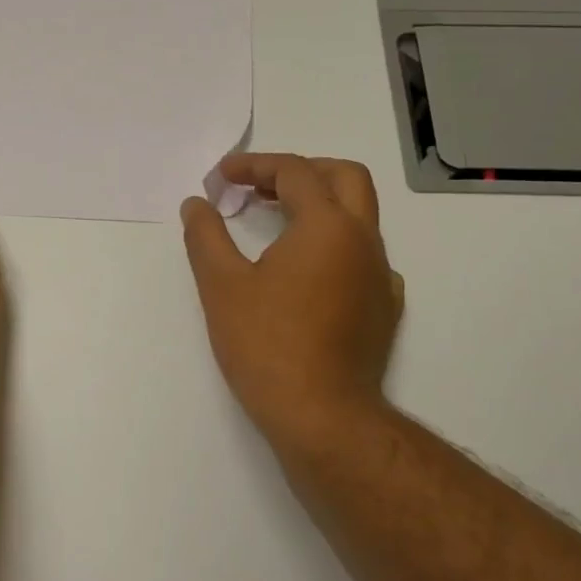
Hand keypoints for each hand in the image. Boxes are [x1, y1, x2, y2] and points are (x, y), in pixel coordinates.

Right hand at [181, 154, 403, 450]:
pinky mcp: (384, 308)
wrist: (322, 415)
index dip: (254, 166)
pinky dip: (334, 245)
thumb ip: (206, 236)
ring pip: (358, 217)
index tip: (221, 177)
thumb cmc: (267, 345)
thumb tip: (196, 204)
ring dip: (319, 206)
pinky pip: (364, 256)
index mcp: (328, 225)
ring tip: (276, 223)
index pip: (294, 172)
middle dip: (301, 171)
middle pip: (344, 178)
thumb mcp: (221, 286)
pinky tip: (307, 272)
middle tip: (260, 186)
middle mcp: (364, 240)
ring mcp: (381, 275)